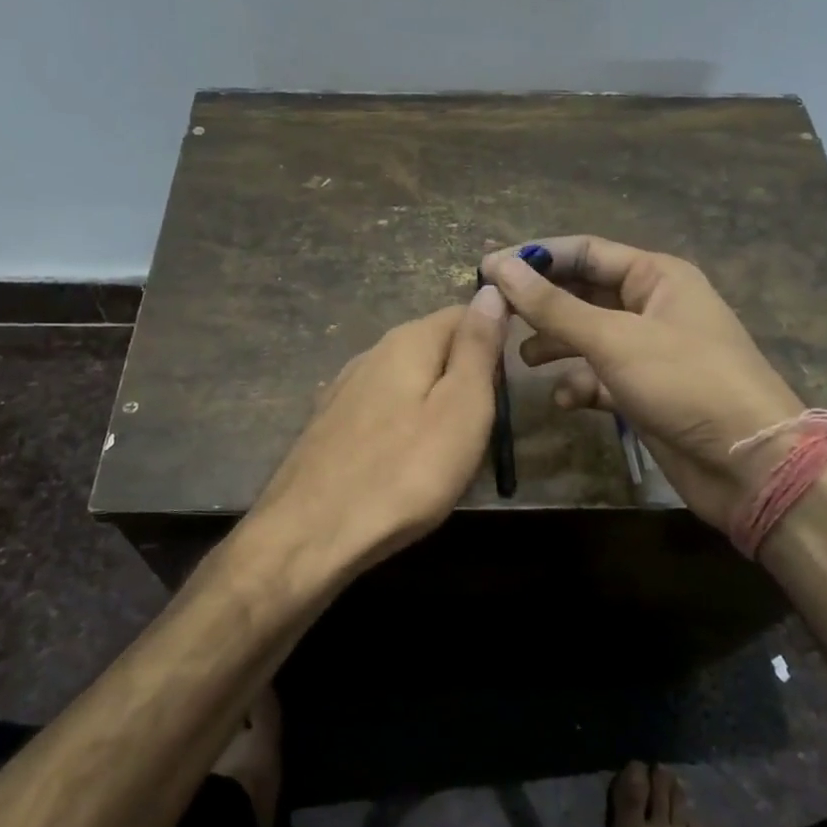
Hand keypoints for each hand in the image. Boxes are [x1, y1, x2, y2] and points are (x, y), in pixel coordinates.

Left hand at [252, 289, 508, 573]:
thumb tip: (491, 291)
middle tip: (488, 423)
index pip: (464, 312)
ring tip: (453, 446)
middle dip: (466, 373)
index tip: (516, 377)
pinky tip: (407, 459)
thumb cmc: (403, 473)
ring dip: (436, 400)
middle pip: (435, 345)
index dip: (496, 335)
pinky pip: (384, 408)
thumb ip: (477, 348)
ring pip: (408, 378)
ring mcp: (345, 388)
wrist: (310, 535)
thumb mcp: (461, 408)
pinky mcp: (330, 424)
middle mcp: (372, 353)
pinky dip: (406, 423)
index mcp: (407, 341)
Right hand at [480, 236, 803, 529]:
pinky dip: (579, 384)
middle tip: (495, 317)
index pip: (585, 252)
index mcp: (656, 276)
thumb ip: (553, 306)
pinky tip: (564, 399)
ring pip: (588, 336)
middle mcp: (652, 306)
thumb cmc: (686, 382)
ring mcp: (649, 351)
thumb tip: (500, 267)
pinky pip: (600, 377)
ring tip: (521, 359)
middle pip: (583, 293)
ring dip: (555, 345)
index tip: (487, 269)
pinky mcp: (645, 392)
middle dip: (542, 305)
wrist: (750, 464)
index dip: (536, 257)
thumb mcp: (614, 338)